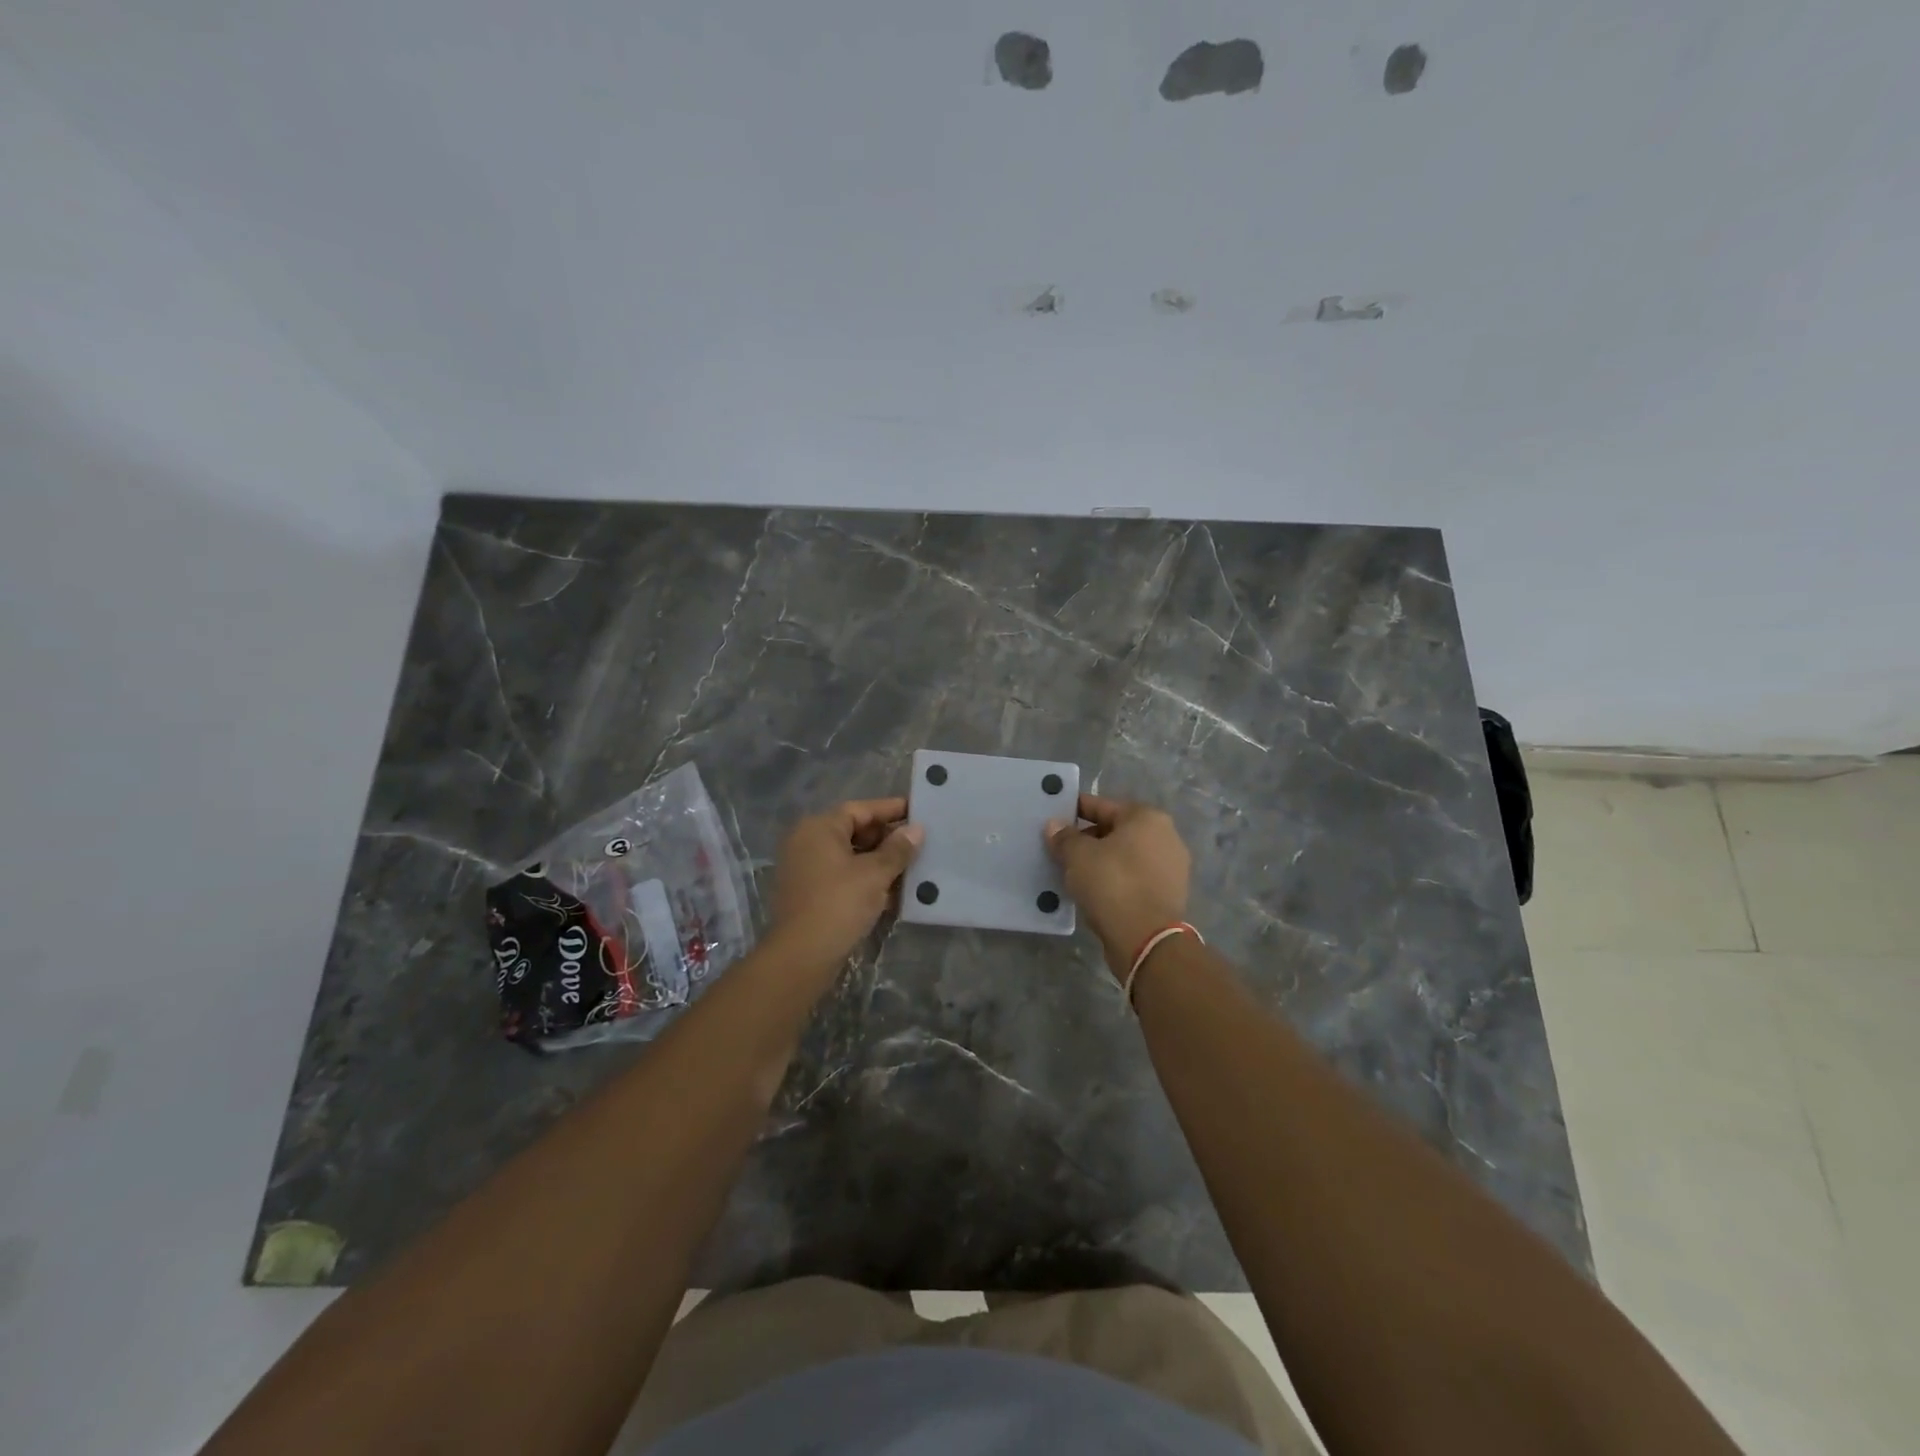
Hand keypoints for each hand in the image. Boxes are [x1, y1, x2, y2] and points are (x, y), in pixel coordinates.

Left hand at [768, 797, 922, 972]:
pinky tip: (894, 891)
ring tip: (913, 866)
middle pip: (854, 831)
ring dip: (880, 862)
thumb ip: (898, 849)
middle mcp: (808, 842)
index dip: (891, 809)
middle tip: (920, 843)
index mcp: (819, 828)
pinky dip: (866, 880)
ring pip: (850, 856)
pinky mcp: (810, 894)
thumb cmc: (839, 904)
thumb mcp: (875, 874)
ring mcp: (806, 869)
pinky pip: (843, 877)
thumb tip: (916, 830)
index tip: (918, 811)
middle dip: (888, 838)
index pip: (861, 809)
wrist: (802, 956)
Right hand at [1045, 794, 1191, 974]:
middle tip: (1060, 850)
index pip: (1103, 806)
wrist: (1146, 939)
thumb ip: (1064, 837)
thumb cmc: (1112, 884)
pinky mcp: (1168, 895)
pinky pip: (1133, 879)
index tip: (1054, 818)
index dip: (1075, 810)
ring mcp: (1171, 868)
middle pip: (1116, 831)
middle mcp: (1166, 836)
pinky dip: (1115, 881)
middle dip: (1088, 839)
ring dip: (1101, 862)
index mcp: (1147, 818)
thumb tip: (1054, 826)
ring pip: (1125, 857)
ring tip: (1073, 872)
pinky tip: (1094, 891)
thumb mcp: (1078, 856)